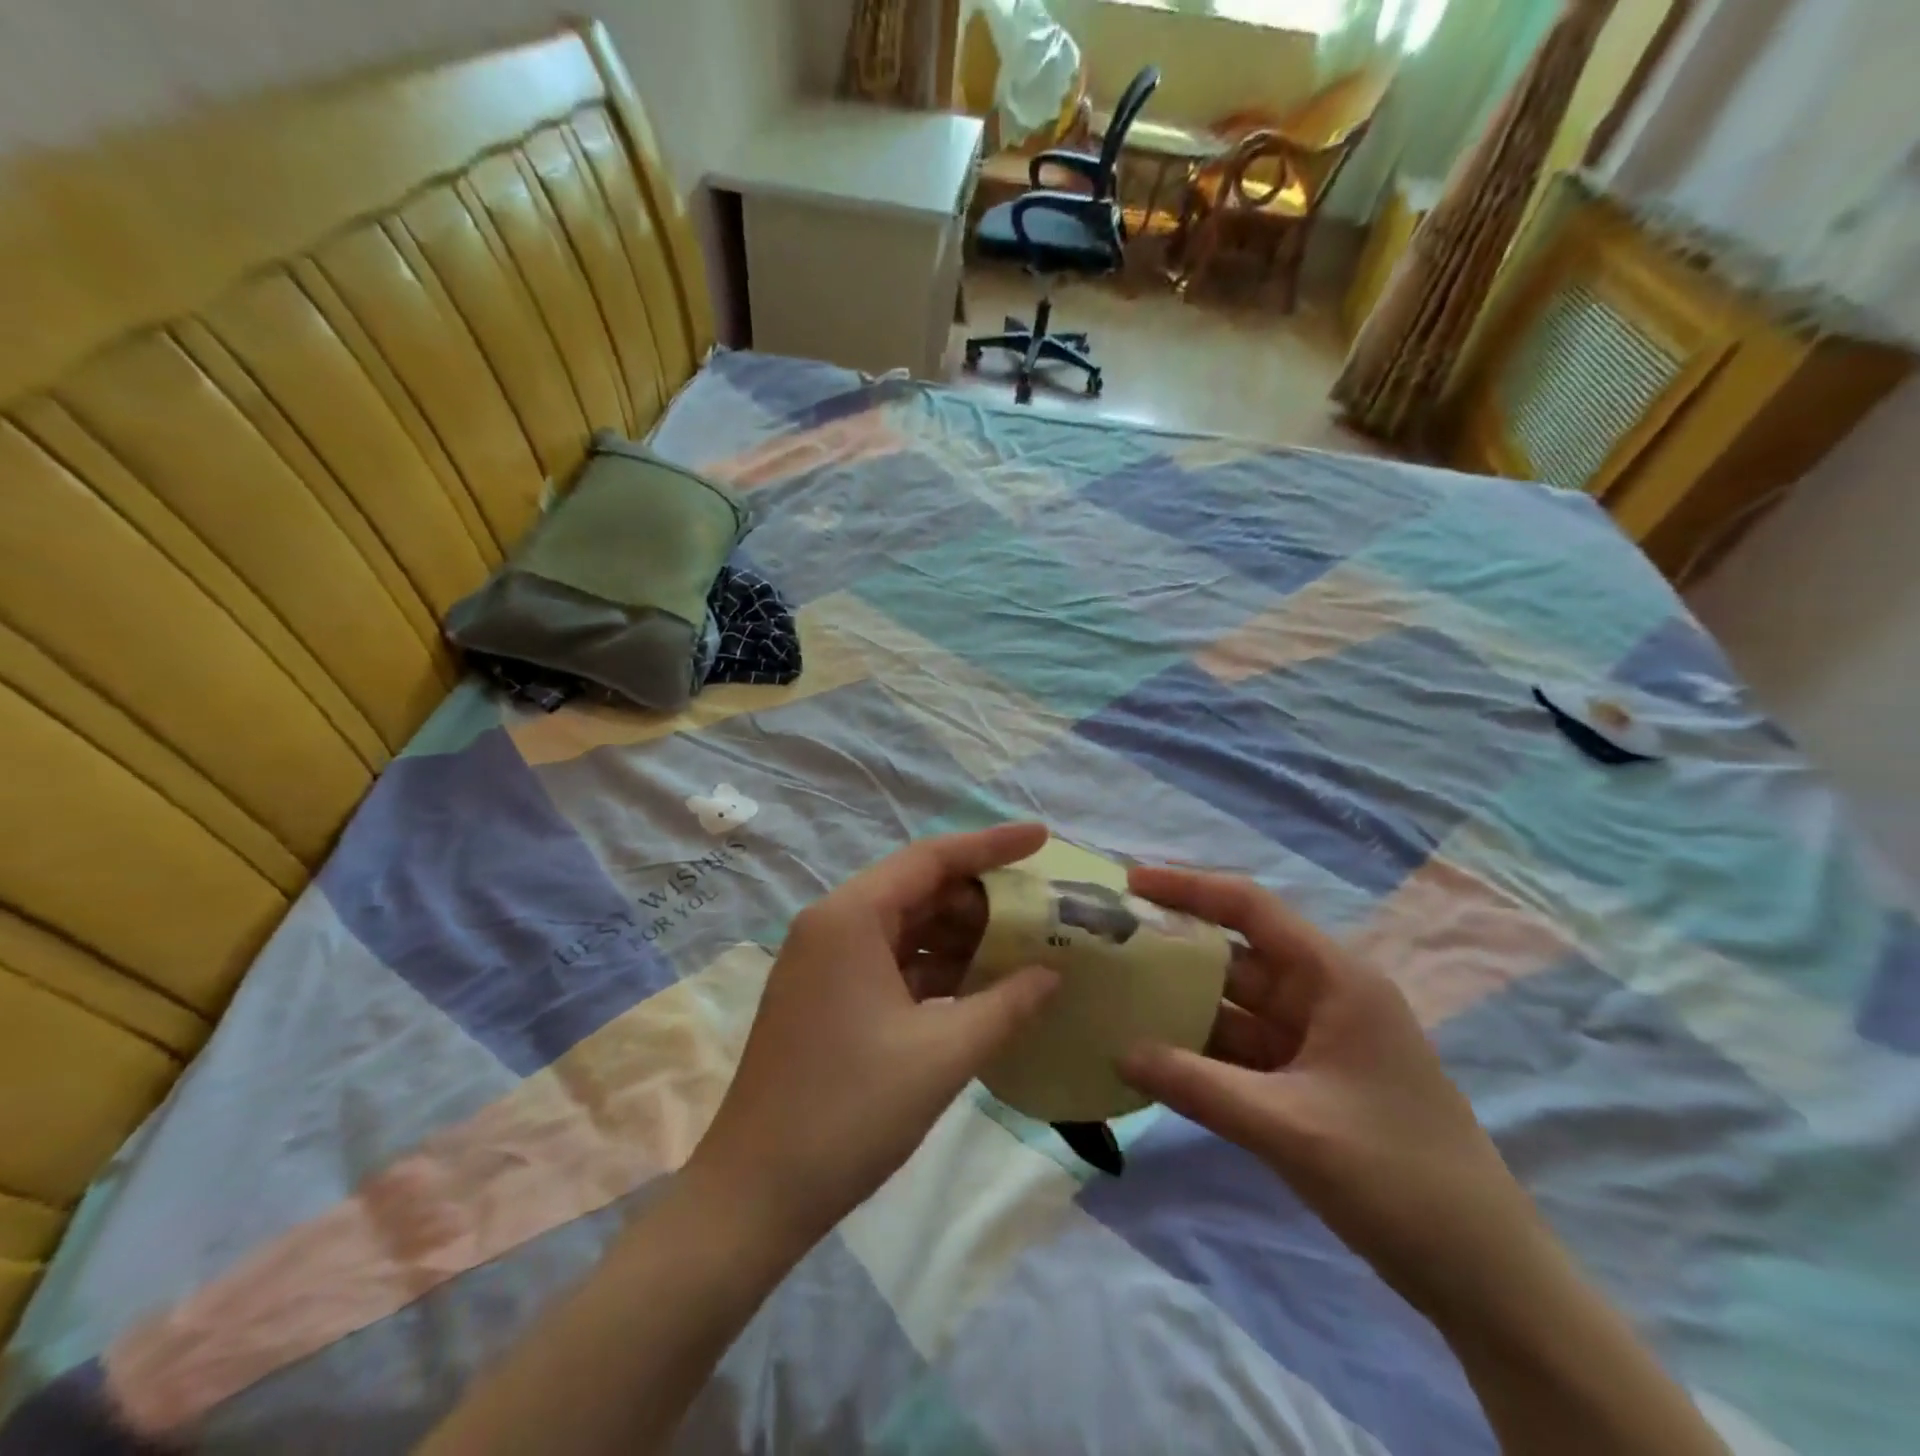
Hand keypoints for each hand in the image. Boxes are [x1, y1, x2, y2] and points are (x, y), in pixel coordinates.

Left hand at [686, 824, 1057, 1249]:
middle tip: (1040, 913)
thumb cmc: (848, 1112)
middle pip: (919, 890)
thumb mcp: (942, 1055)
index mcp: (850, 918)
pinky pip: (891, 963)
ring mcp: (825, 962)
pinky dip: (934, 970)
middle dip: (981, 901)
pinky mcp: (826, 997)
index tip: (1042, 837)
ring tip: (1021, 950)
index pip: (932, 858)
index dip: (992, 845)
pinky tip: (978, 989)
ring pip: (906, 929)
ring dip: (960, 939)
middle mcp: (833, 925)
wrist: (754, 1196)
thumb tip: (1053, 974)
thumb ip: (1007, 1005)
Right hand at [1118, 867, 1542, 1314]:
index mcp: (1335, 979)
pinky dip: (1203, 1049)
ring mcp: (1318, 1041)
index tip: (1129, 884)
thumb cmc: (1398, 1180)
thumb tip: (1119, 1052)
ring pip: (1237, 1004)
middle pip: (1238, 954)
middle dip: (1175, 946)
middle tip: (1107, 941)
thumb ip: (1197, 1086)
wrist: (1487, 1279)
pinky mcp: (1310, 1082)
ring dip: (1184, 1001)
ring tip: (1117, 991)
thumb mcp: (1288, 1128)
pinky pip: (1244, 1050)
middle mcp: (1325, 996)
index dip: (1189, 888)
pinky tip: (1156, 1054)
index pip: (1251, 908)